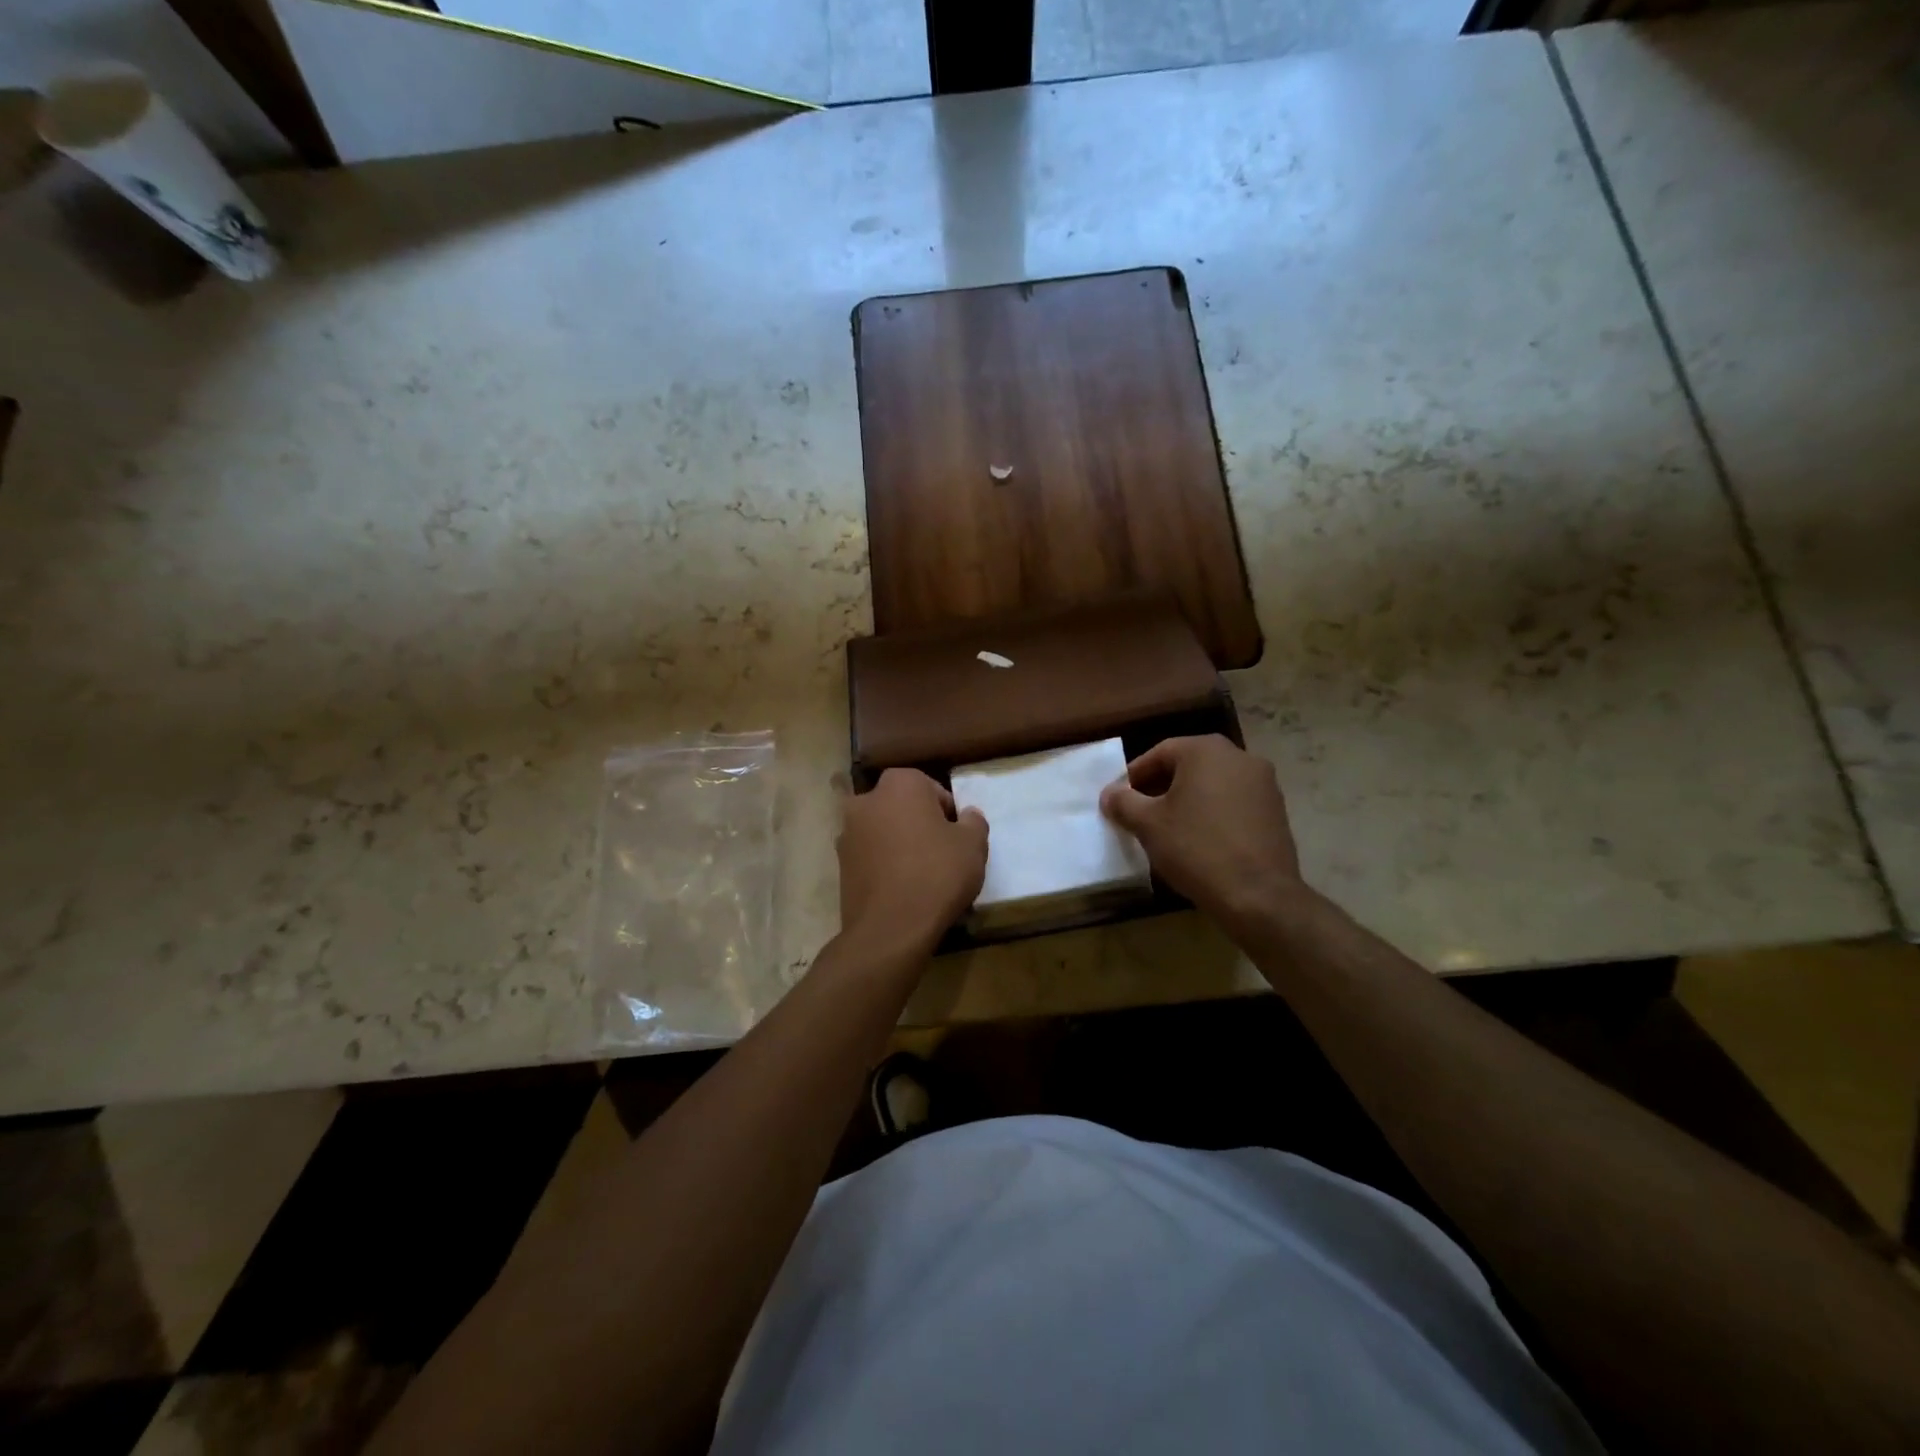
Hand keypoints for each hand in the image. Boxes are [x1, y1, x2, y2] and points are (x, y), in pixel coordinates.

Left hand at [837, 769, 988, 960]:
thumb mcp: (973, 845)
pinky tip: (901, 889)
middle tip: (941, 854)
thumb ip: (974, 821)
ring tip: (920, 875)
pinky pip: (870, 857)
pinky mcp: (839, 864)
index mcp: (899, 783)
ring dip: (899, 844)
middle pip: (902, 808)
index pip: (931, 789)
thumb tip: (967, 815)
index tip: (957, 838)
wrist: (890, 928)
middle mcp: (866, 800)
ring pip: (883, 832)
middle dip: (919, 824)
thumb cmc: (937, 874)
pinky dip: (884, 865)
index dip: (948, 813)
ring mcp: (847, 833)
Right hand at [1099, 735, 1308, 932]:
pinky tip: (1200, 840)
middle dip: (1161, 786)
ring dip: (1188, 800)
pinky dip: (1213, 813)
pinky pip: (1234, 803)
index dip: (1135, 775)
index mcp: (1206, 750)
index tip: (1120, 799)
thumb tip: (1110, 794)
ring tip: (1169, 828)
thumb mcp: (1148, 825)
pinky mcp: (1276, 811)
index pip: (1160, 753)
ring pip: (1213, 784)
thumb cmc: (1196, 848)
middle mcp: (1239, 757)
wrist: (1258, 895)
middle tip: (1141, 813)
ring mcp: (1264, 783)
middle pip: (1189, 765)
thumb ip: (1124, 802)